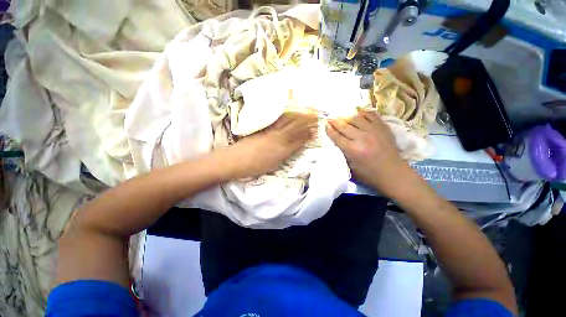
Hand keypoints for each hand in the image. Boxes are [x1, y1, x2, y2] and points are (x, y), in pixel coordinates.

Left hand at [221, 110, 317, 178]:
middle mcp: (279, 139)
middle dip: (307, 120)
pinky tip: (290, 110)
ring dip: (299, 114)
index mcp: (283, 151)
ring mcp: (271, 131)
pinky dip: (285, 114)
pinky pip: (277, 119)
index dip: (308, 134)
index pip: (299, 141)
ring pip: (288, 122)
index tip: (316, 128)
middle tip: (316, 113)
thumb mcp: (274, 165)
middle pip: (296, 128)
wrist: (237, 159)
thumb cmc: (256, 166)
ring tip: (307, 108)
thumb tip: (292, 148)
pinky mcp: (264, 127)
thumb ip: (284, 155)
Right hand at [326, 110, 409, 193]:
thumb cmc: (369, 174)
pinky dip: (363, 112)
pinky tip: (357, 111)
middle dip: (335, 121)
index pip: (337, 137)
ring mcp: (373, 131)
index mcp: (352, 150)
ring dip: (346, 116)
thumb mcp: (351, 168)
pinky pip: (371, 115)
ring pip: (356, 118)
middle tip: (329, 117)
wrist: (393, 173)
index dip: (330, 130)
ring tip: (340, 114)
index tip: (325, 125)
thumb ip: (343, 154)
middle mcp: (361, 138)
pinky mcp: (382, 128)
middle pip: (344, 126)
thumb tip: (336, 143)